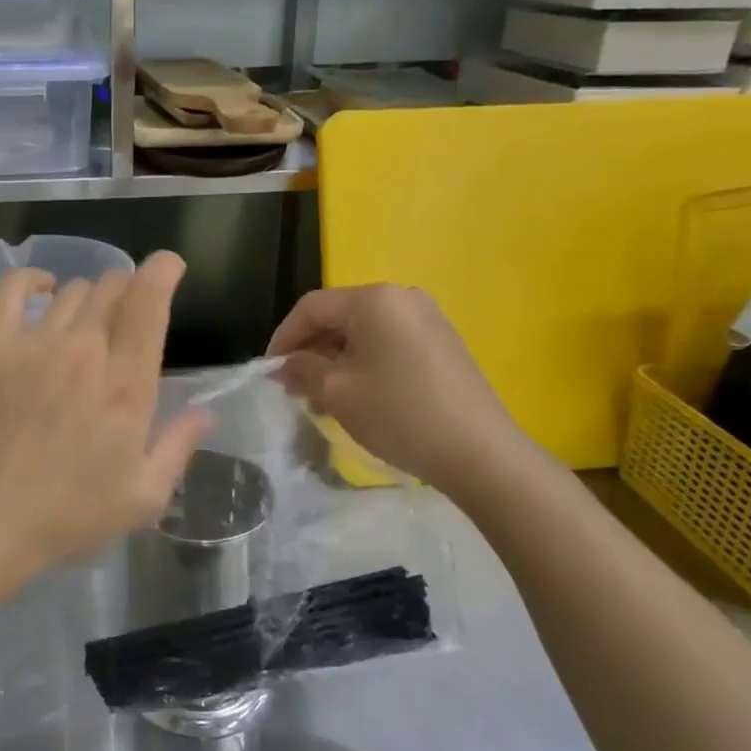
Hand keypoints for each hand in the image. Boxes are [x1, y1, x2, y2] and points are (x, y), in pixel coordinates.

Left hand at [0, 253, 209, 588]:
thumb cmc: (68, 515)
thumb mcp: (142, 496)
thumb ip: (179, 446)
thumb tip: (207, 412)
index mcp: (127, 383)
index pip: (149, 302)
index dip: (163, 271)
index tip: (168, 266)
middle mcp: (85, 349)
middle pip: (112, 288)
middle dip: (127, 289)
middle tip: (124, 313)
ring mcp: (34, 342)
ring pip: (71, 291)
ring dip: (87, 297)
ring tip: (84, 321)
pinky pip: (12, 290)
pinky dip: (31, 281)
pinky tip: (40, 290)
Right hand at [266, 283, 532, 500]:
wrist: (480, 453)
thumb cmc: (399, 414)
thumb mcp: (337, 392)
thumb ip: (302, 370)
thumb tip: (284, 366)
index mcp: (374, 299)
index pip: (311, 308)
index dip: (283, 338)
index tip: (270, 372)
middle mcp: (402, 297)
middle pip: (339, 316)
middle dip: (311, 351)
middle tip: (295, 389)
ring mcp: (428, 318)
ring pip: (364, 332)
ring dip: (336, 360)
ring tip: (324, 399)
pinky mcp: (443, 342)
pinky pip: (390, 342)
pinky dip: (365, 363)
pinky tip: (360, 396)